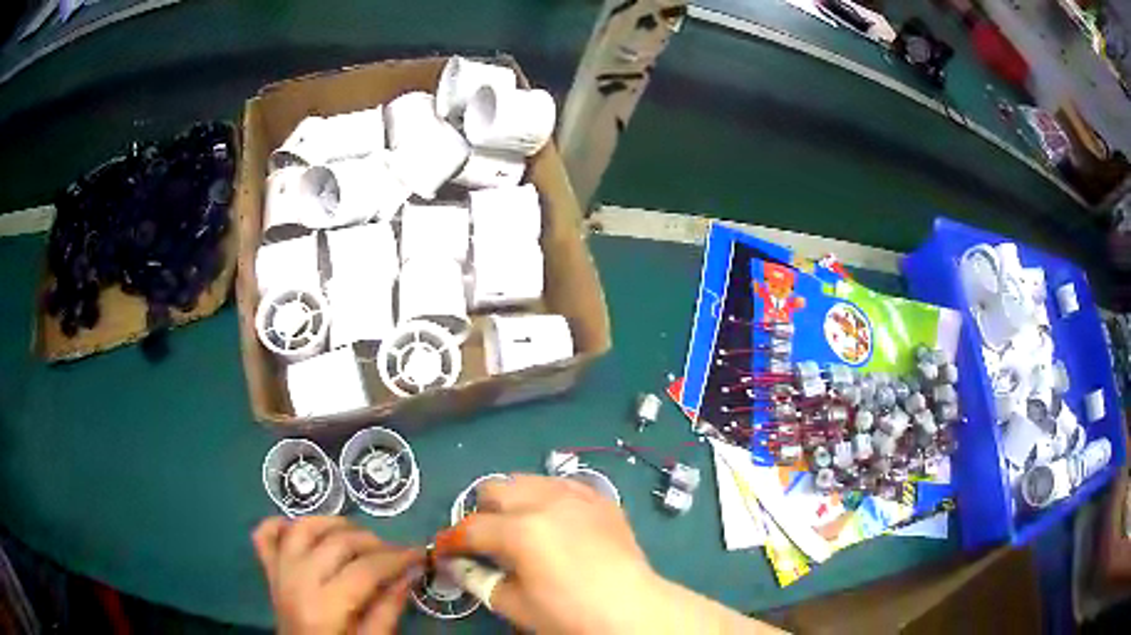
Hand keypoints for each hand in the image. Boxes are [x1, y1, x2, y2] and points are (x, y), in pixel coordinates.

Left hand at [252, 516, 422, 634]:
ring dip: (332, 523)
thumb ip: (388, 610)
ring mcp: (278, 573)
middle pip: (336, 543)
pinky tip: (302, 528)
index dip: (396, 559)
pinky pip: (265, 535)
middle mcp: (297, 582)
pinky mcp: (269, 571)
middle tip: (395, 552)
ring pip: (302, 528)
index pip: (365, 569)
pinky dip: (281, 523)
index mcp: (323, 608)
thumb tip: (409, 574)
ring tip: (357, 534)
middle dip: (373, 541)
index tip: (420, 555)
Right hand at [449, 474, 659, 632]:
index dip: (449, 541)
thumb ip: (478, 579)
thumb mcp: (515, 605)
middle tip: (485, 543)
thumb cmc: (569, 614)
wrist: (633, 609)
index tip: (443, 552)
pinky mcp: (599, 497)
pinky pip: (561, 484)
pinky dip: (547, 499)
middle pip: (494, 489)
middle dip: (480, 514)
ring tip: (520, 529)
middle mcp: (545, 501)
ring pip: (526, 479)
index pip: (469, 528)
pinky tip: (554, 522)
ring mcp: (576, 495)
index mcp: (521, 531)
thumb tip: (454, 564)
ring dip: (513, 501)